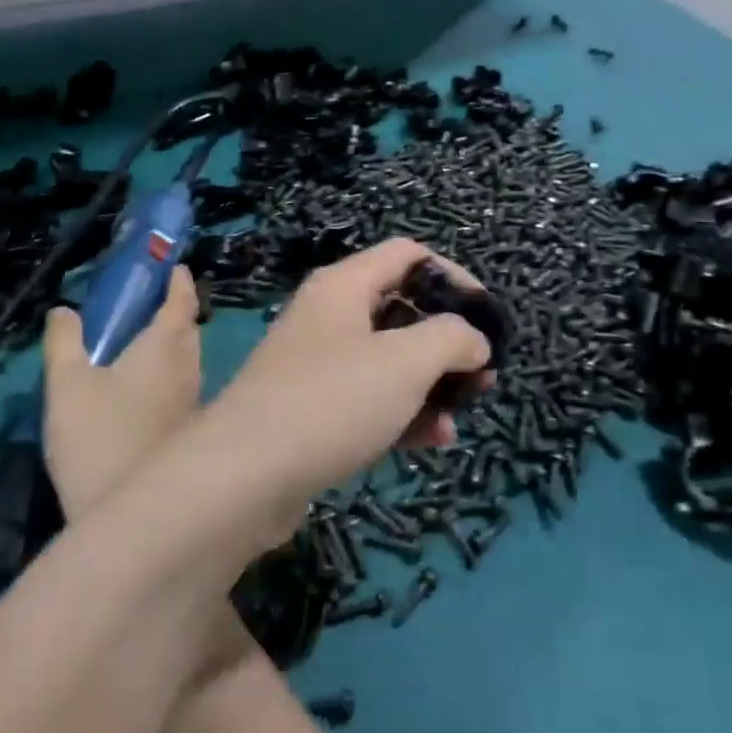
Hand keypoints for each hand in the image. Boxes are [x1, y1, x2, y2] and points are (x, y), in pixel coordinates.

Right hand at [42, 266, 201, 514]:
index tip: (168, 266)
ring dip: (168, 345)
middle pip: (187, 328)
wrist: (128, 515)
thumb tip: (64, 309)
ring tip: (134, 345)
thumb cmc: (98, 438)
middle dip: (170, 312)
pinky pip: (182, 385)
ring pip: (187, 358)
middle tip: (139, 305)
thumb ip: (64, 341)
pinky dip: (166, 374)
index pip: (182, 299)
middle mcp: (191, 366)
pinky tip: (138, 391)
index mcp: (167, 345)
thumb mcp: (67, 384)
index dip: (176, 280)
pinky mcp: (191, 428)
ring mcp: (195, 399)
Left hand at [201, 238, 493, 519]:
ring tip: (460, 415)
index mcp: (344, 286)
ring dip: (430, 383)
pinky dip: (402, 412)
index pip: (408, 255)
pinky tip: (431, 441)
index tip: (487, 316)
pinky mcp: (312, 409)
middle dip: (447, 340)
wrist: (245, 476)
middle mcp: (328, 315)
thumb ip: (452, 338)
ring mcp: (317, 364)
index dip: (454, 276)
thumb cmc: (333, 401)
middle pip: (401, 309)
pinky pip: (369, 398)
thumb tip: (474, 340)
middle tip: (482, 374)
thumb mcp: (407, 361)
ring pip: (389, 360)